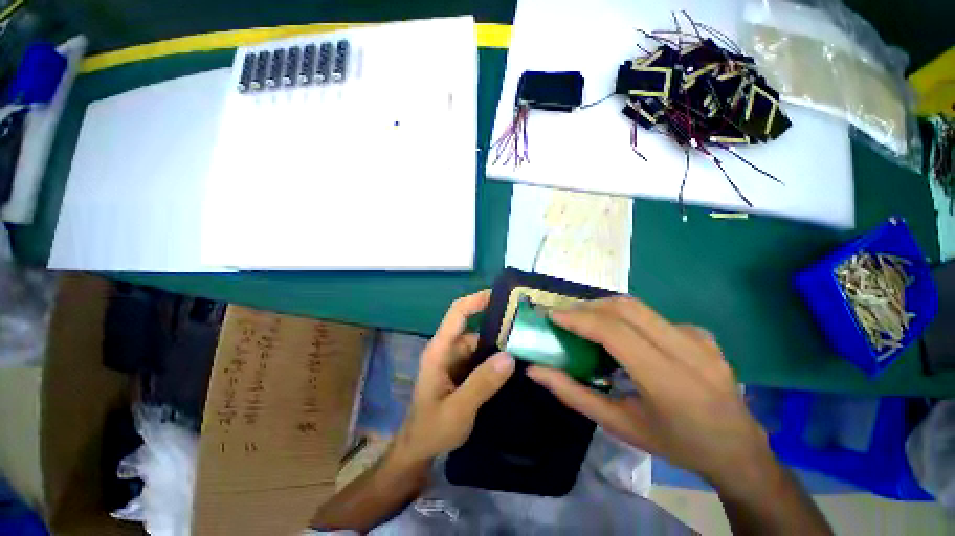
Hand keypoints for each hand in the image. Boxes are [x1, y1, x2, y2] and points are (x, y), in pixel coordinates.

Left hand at [393, 290, 514, 465]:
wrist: (419, 449)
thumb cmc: (431, 429)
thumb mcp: (458, 410)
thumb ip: (482, 383)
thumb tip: (509, 356)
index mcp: (440, 351)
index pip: (457, 314)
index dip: (476, 300)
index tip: (500, 296)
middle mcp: (448, 349)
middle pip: (474, 328)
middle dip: (497, 326)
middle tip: (526, 329)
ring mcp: (456, 360)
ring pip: (480, 343)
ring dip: (499, 344)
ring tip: (526, 346)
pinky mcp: (463, 371)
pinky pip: (481, 357)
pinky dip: (496, 358)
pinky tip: (515, 364)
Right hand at [526, 296, 773, 490]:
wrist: (738, 450)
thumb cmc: (675, 444)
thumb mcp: (619, 426)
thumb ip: (573, 394)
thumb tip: (535, 371)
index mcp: (668, 380)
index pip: (615, 331)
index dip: (579, 318)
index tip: (553, 316)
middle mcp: (688, 350)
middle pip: (626, 308)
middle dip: (588, 306)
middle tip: (566, 318)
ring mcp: (699, 338)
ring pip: (638, 307)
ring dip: (604, 309)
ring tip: (587, 324)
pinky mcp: (702, 333)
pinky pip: (653, 317)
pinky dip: (628, 319)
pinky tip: (626, 339)